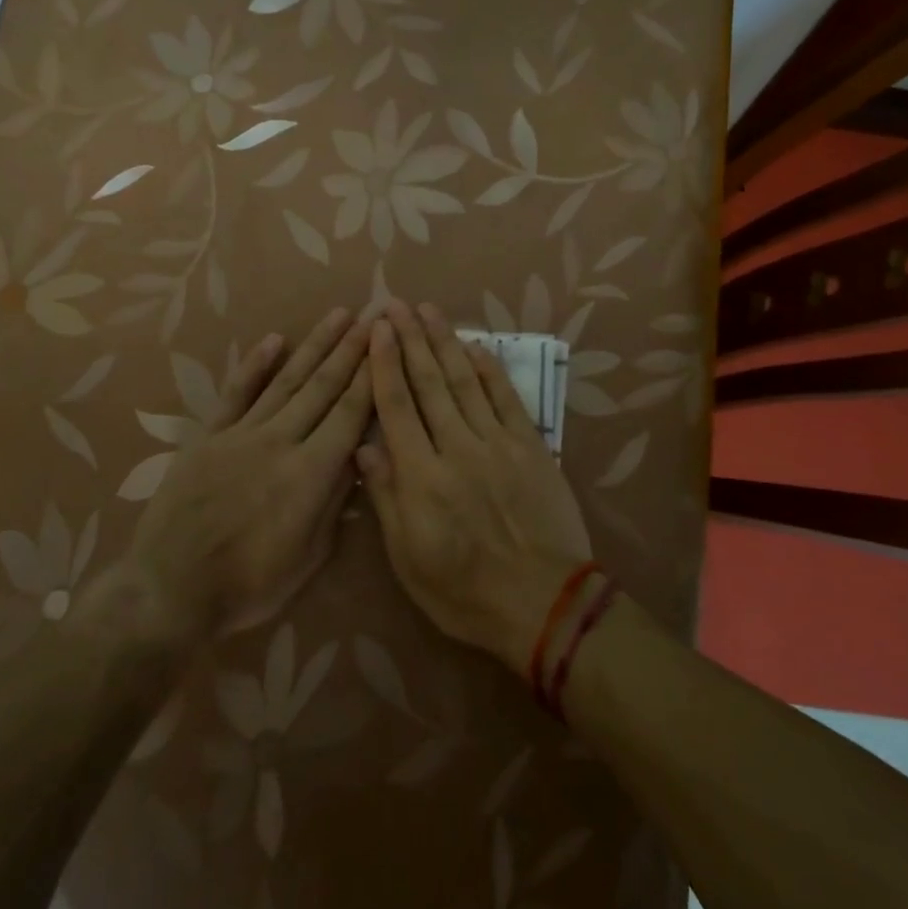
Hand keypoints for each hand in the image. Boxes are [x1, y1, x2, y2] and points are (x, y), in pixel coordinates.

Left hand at [119, 308, 372, 638]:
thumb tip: (357, 456)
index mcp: (311, 473)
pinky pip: (236, 393)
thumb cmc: (248, 584)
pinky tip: (275, 339)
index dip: (372, 376)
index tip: (388, 344)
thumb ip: (334, 501)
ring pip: (287, 381)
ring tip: (338, 316)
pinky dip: (256, 365)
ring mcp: (242, 434)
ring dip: (315, 346)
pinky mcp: (209, 437)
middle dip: (351, 350)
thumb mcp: (309, 556)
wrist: (170, 590)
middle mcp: (280, 442)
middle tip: (372, 316)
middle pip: (323, 387)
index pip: (350, 413)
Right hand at [357, 301, 591, 675]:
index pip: (397, 407)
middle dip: (411, 339)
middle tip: (397, 304)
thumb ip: (387, 499)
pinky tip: (476, 346)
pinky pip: (506, 398)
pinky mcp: (531, 446)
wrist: (544, 604)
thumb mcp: (409, 560)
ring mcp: (498, 443)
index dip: (385, 363)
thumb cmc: (465, 592)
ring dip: (446, 343)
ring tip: (430, 311)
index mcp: (422, 478)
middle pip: (429, 383)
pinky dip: (490, 369)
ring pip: (465, 381)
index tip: (377, 329)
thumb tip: (363, 447)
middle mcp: (457, 449)